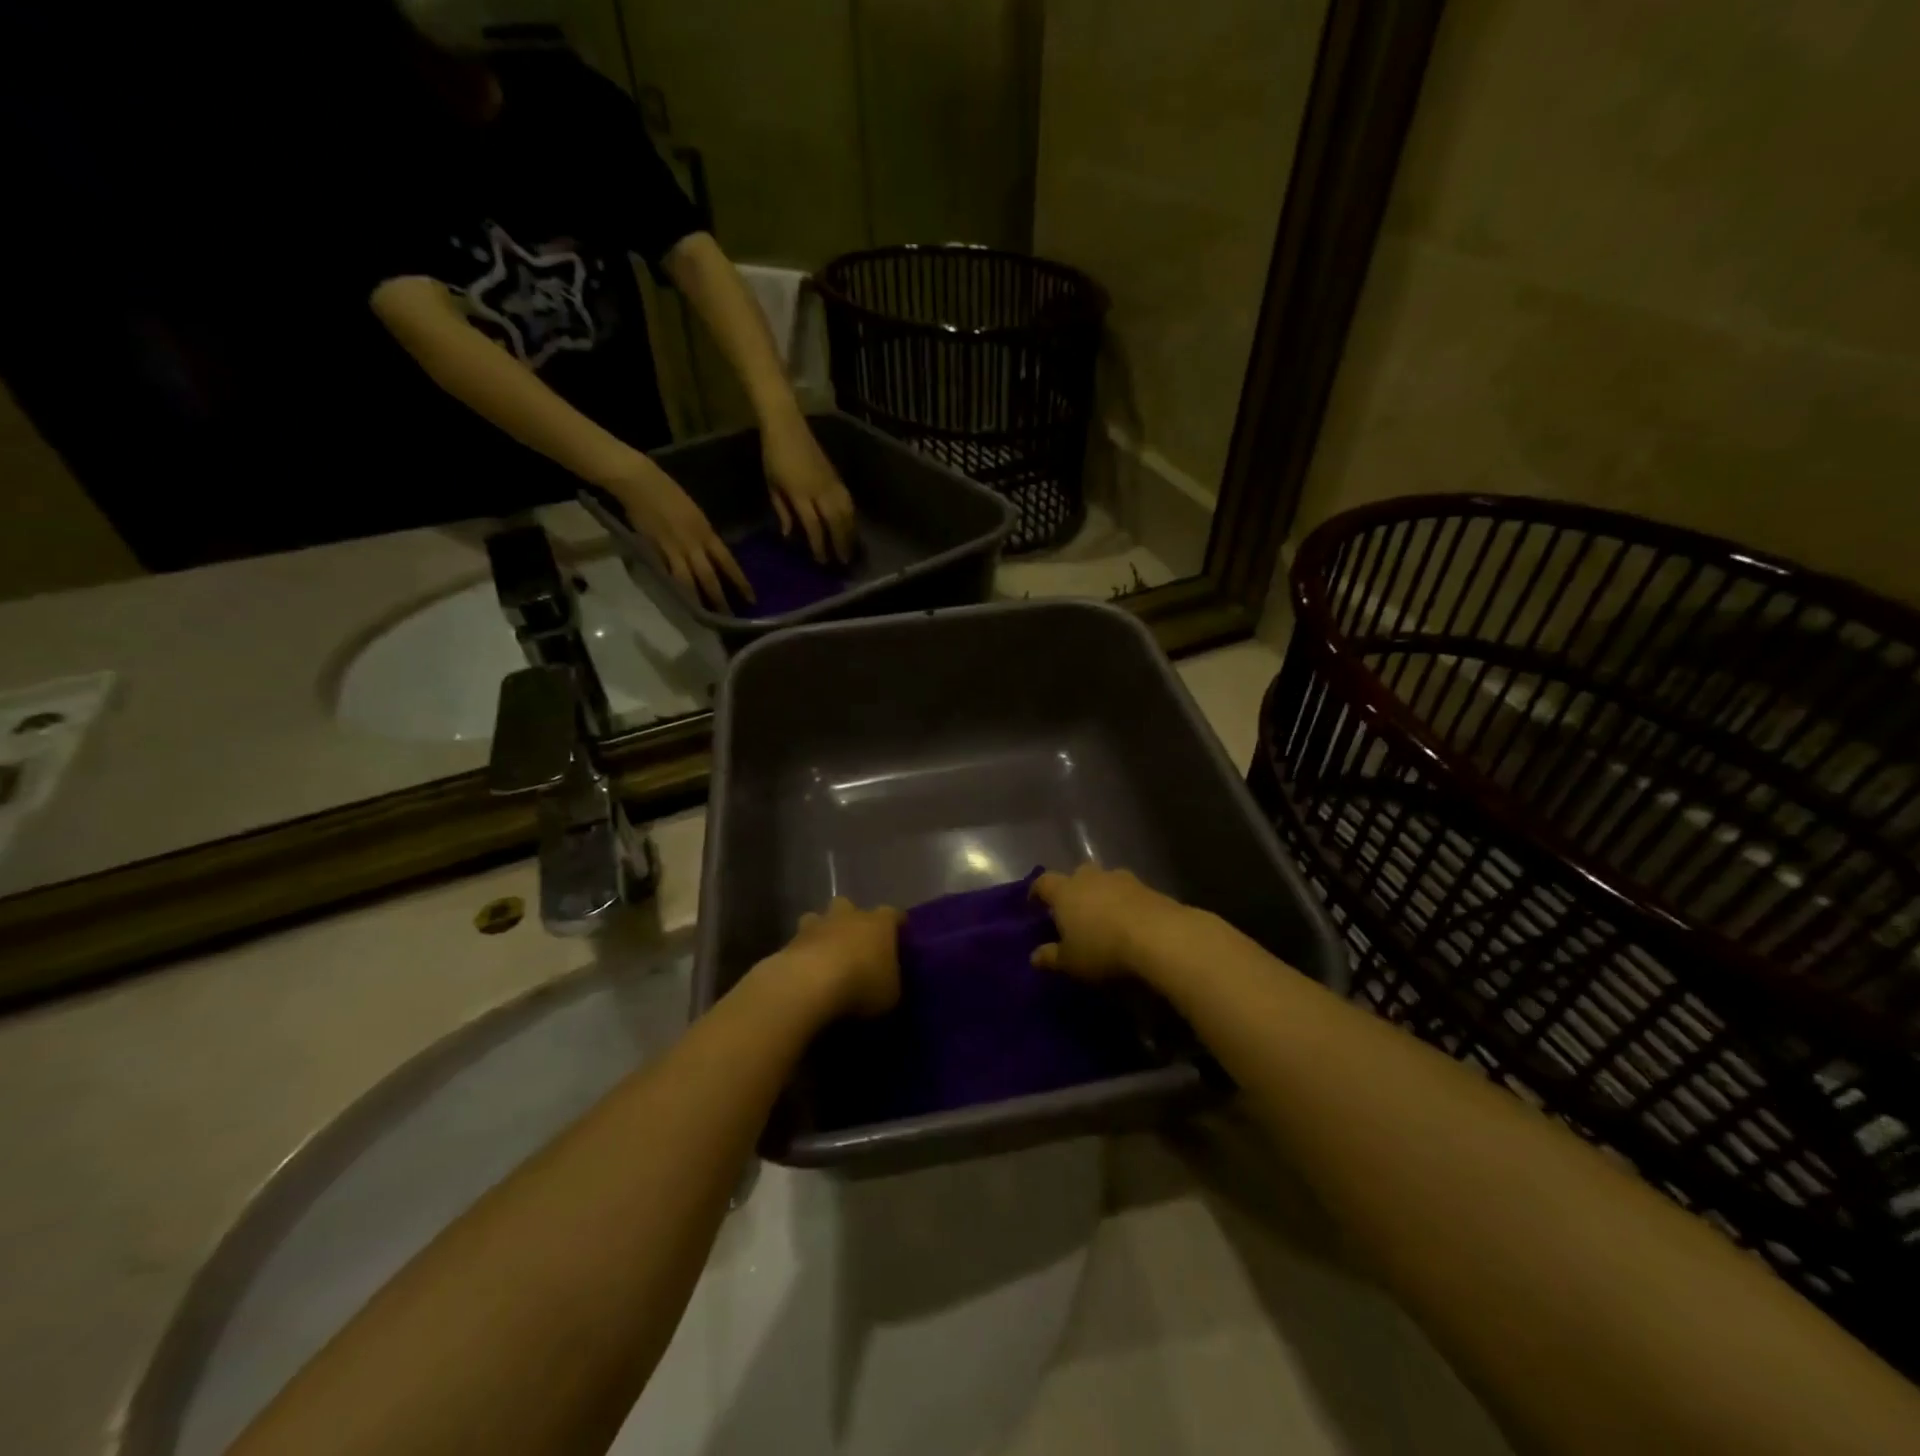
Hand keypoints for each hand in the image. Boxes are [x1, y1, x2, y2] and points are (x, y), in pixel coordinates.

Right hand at [607, 456, 752, 611]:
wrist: (640, 482)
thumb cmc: (669, 492)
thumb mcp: (695, 514)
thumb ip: (703, 535)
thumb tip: (711, 553)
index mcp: (706, 533)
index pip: (728, 563)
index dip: (740, 582)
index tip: (751, 598)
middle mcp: (693, 544)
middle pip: (710, 577)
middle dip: (720, 598)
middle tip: (730, 617)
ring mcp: (673, 549)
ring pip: (688, 581)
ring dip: (698, 599)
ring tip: (705, 616)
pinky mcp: (654, 551)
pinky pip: (667, 574)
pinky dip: (674, 589)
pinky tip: (680, 602)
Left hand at [762, 414, 855, 564]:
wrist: (787, 425)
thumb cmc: (773, 456)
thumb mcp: (772, 486)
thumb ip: (782, 512)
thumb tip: (789, 535)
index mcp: (799, 493)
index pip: (814, 525)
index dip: (819, 545)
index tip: (822, 561)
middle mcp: (819, 490)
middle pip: (835, 522)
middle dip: (840, 543)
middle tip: (844, 562)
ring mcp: (831, 483)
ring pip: (847, 513)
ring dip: (850, 533)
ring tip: (852, 548)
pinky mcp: (837, 478)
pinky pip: (849, 502)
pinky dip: (852, 517)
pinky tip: (852, 527)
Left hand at [777, 896, 902, 1018]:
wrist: (808, 986)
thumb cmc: (861, 986)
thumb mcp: (890, 993)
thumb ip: (889, 981)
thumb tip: (885, 979)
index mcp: (879, 923)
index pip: (893, 914)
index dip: (896, 923)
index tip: (900, 931)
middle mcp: (847, 916)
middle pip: (849, 906)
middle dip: (851, 919)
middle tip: (854, 940)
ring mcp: (815, 926)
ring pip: (818, 919)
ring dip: (821, 932)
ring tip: (823, 954)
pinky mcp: (788, 942)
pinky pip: (798, 943)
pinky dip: (802, 954)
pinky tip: (804, 972)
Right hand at [1030, 864, 1189, 979]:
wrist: (1160, 936)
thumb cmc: (1103, 948)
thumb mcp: (1071, 961)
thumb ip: (1051, 957)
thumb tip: (1034, 956)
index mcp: (1065, 891)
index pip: (1044, 882)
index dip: (1037, 891)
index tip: (1035, 902)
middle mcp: (1090, 878)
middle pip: (1077, 875)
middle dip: (1074, 889)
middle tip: (1074, 910)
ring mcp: (1122, 879)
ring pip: (1105, 881)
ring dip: (1102, 894)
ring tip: (1104, 916)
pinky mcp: (1148, 888)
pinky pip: (1129, 892)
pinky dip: (1125, 903)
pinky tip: (1130, 922)